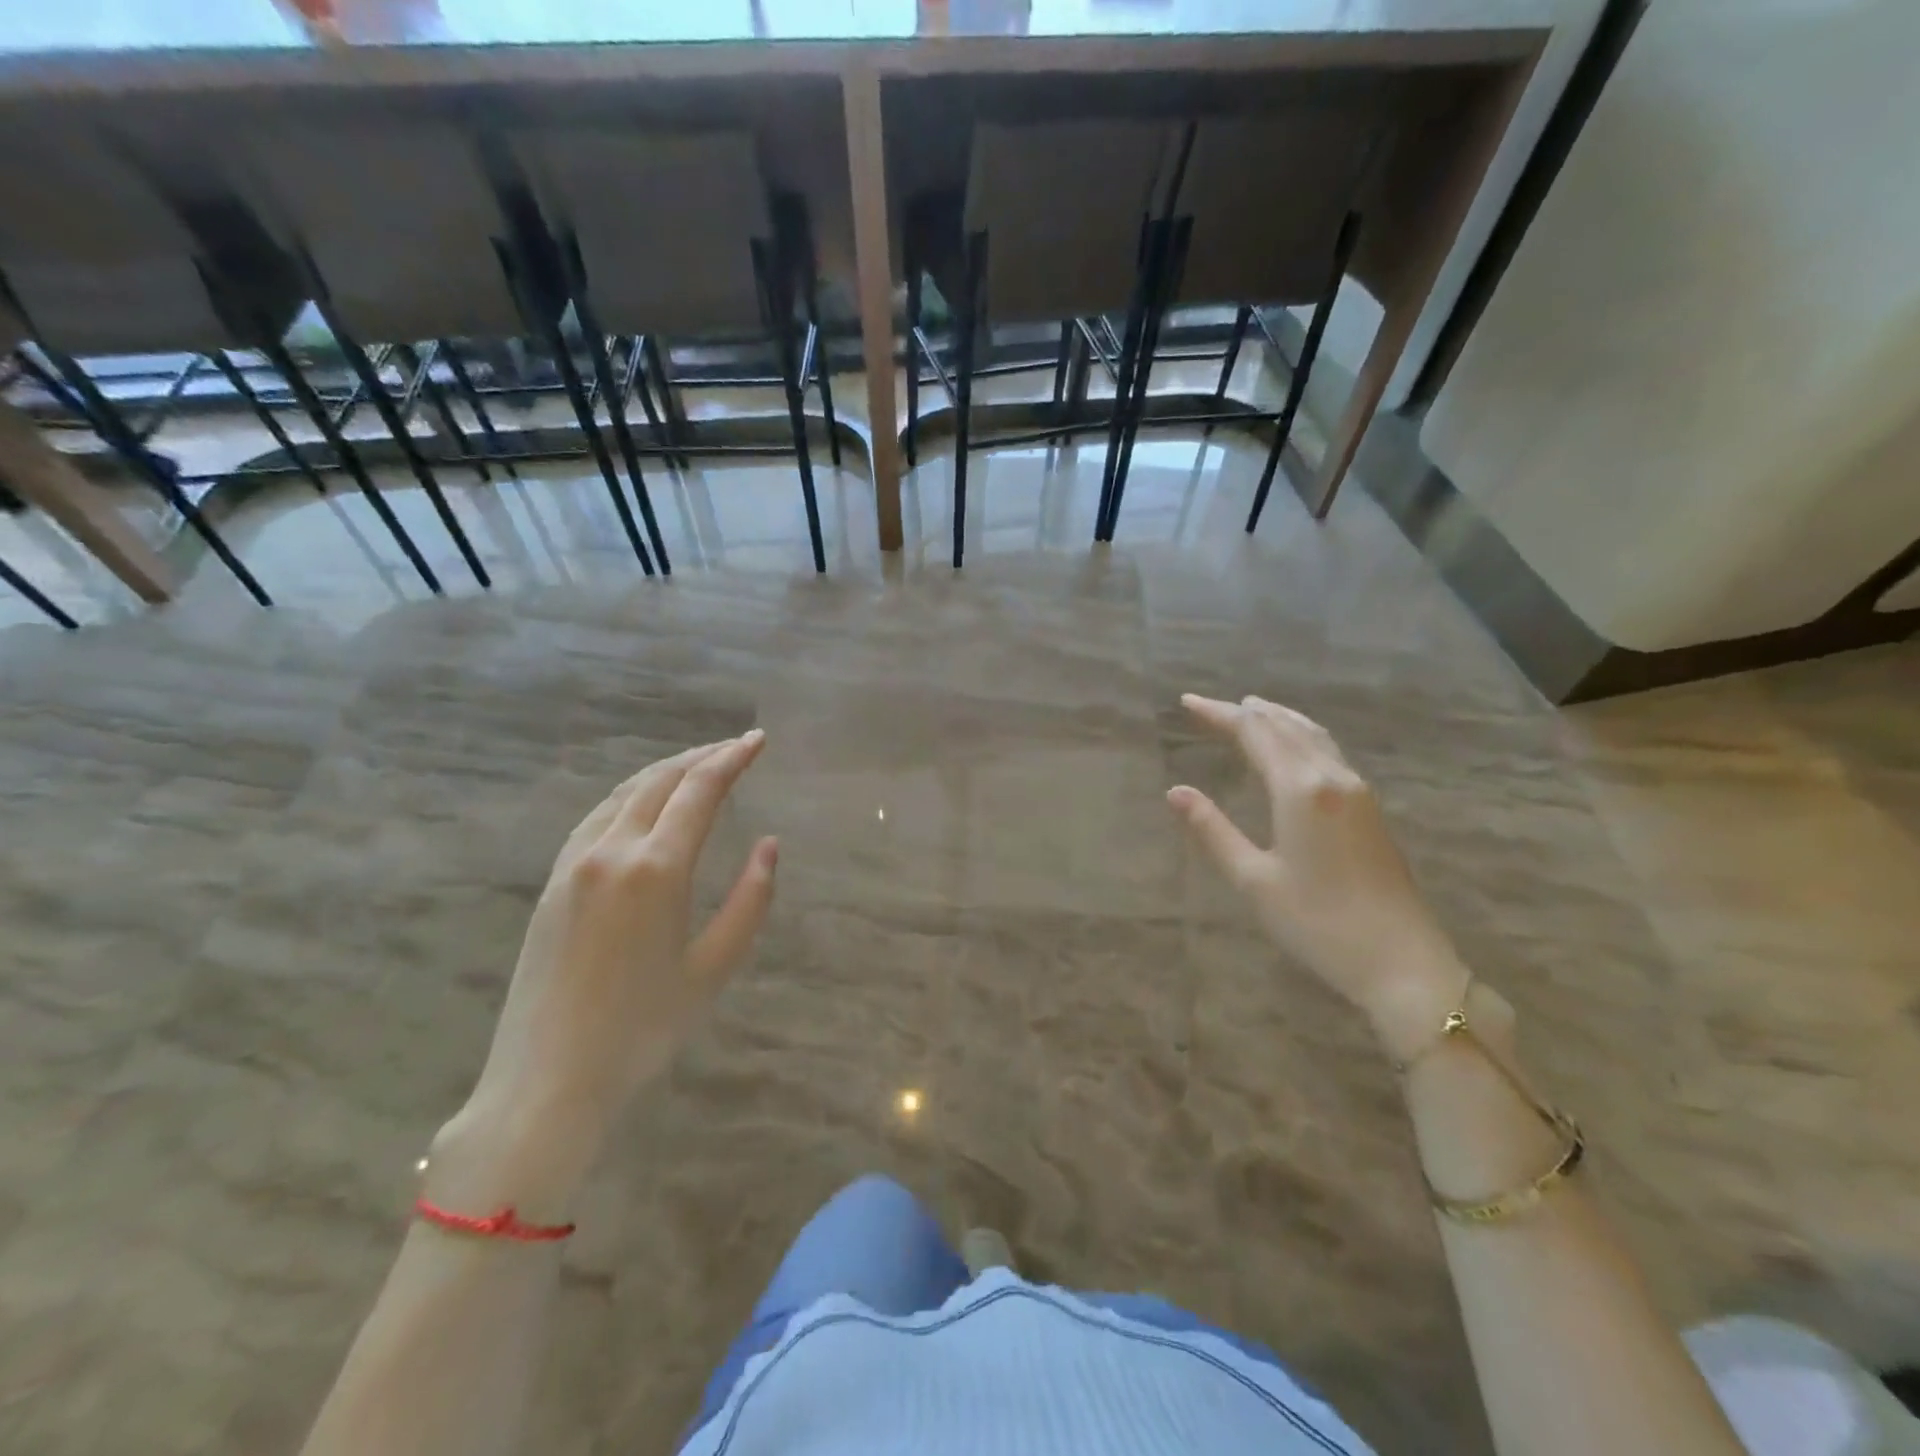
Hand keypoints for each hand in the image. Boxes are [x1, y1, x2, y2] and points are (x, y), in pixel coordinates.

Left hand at [431, 733, 776, 1215]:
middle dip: (701, 757)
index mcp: (656, 869)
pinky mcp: (553, 882)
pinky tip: (644, 805)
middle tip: (735, 746)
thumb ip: (750, 900)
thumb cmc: (643, 1029)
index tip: (757, 739)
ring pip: (624, 793)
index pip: (699, 791)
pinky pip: (597, 817)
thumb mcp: (714, 968)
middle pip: (659, 781)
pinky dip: (631, 795)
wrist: (546, 1079)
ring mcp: (574, 864)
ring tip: (696, 766)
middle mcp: (611, 851)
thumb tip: (768, 845)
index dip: (731, 758)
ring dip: (664, 772)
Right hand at [1168, 695, 1469, 1060]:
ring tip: (1251, 709)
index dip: (1219, 714)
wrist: (1402, 962)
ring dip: (1278, 718)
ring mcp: (1357, 791)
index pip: (1254, 733)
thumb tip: (1175, 791)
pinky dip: (1300, 736)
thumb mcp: (1253, 880)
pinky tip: (1294, 747)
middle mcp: (1332, 777)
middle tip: (1209, 707)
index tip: (1187, 702)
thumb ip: (1213, 830)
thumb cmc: (1318, 923)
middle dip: (1245, 712)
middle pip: (1285, 727)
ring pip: (1313, 735)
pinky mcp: (1369, 808)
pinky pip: (1329, 751)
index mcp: (1300, 789)